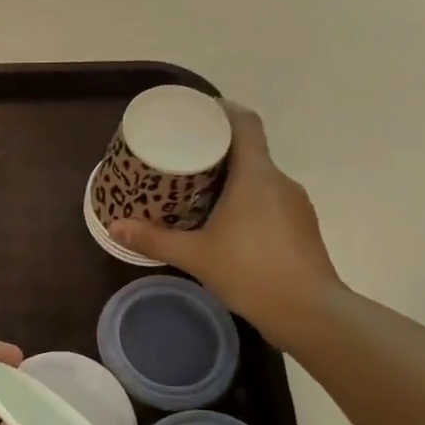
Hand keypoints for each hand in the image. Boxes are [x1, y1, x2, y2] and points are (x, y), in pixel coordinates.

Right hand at [110, 102, 344, 347]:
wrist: (310, 313)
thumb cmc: (251, 273)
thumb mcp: (195, 256)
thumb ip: (154, 239)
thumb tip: (114, 227)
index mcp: (256, 175)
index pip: (245, 123)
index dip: (222, 110)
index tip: (196, 113)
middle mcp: (279, 181)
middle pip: (248, 150)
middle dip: (215, 150)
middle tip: (181, 158)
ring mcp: (295, 204)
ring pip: (259, 178)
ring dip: (231, 179)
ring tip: (197, 191)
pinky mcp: (301, 227)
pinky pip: (269, 200)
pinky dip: (246, 201)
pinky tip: (225, 223)